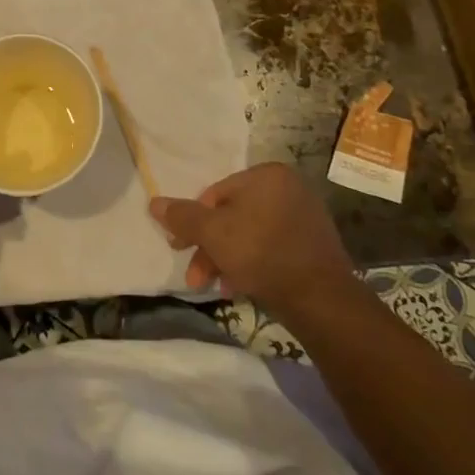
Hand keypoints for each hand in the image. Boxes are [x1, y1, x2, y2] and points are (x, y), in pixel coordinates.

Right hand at [149, 164, 356, 325]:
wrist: (321, 299)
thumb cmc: (261, 253)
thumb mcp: (213, 233)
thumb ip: (182, 216)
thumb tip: (153, 202)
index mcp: (267, 175)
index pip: (216, 193)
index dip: (194, 221)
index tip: (180, 246)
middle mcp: (288, 189)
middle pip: (233, 216)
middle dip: (209, 246)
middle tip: (194, 272)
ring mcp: (304, 218)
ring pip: (250, 235)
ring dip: (226, 259)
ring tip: (212, 285)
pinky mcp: (312, 246)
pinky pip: (271, 248)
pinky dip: (251, 265)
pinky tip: (238, 287)